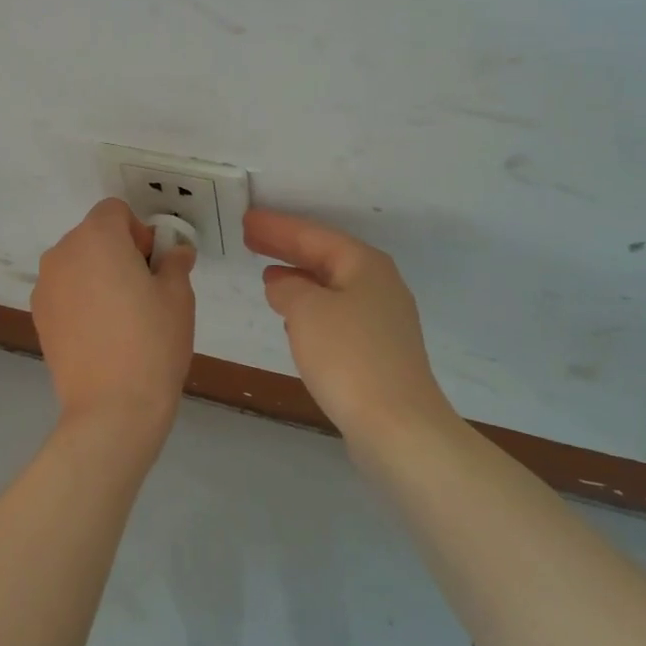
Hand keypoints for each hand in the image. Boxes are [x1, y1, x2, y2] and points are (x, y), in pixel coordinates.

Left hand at [33, 199, 196, 432]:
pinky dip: (81, 300)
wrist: (112, 407)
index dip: (139, 232)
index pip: (116, 211)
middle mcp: (62, 253)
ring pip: (78, 264)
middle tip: (144, 292)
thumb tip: (175, 252)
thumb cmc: (152, 341)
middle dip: (119, 252)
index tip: (153, 267)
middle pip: (94, 235)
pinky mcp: (37, 316)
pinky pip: (64, 291)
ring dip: (98, 275)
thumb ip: (174, 262)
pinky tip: (100, 334)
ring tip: (121, 317)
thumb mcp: (178, 295)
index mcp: (97, 237)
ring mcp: (45, 286)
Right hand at [244, 209, 455, 442]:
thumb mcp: (306, 311)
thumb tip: (281, 283)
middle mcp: (378, 284)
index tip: (247, 220)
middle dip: (287, 247)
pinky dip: (310, 307)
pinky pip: (336, 314)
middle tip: (251, 237)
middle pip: (325, 256)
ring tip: (267, 273)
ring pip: (331, 286)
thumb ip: (287, 288)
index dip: (277, 227)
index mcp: (364, 265)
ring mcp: (382, 319)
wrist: (398, 426)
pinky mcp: (378, 351)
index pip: (312, 235)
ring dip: (299, 277)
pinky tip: (292, 317)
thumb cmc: (348, 356)